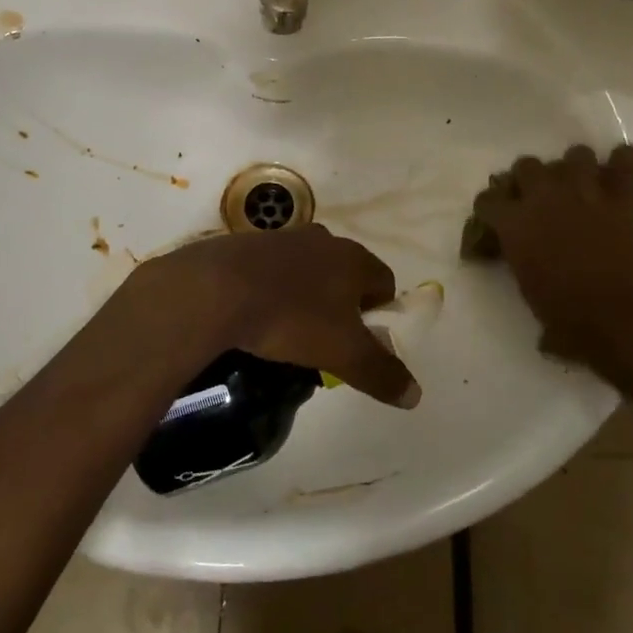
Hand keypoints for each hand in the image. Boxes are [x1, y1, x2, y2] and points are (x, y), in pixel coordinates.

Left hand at [119, 226, 419, 408]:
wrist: (217, 288)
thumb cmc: (292, 317)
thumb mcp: (344, 354)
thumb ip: (381, 372)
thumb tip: (415, 394)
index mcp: (353, 257)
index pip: (384, 281)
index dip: (380, 314)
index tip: (363, 342)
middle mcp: (323, 239)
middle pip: (346, 274)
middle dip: (343, 305)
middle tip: (327, 342)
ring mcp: (284, 238)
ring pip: (309, 270)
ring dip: (308, 296)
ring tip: (289, 332)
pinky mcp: (249, 244)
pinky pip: (275, 270)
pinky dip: (275, 290)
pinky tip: (258, 316)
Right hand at [471, 145, 632, 367]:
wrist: (623, 321)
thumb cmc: (570, 320)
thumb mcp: (530, 294)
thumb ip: (524, 269)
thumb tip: (530, 273)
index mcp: (515, 224)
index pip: (488, 200)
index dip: (491, 209)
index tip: (495, 220)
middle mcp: (544, 198)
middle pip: (527, 166)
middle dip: (529, 179)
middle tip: (538, 199)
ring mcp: (584, 193)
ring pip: (575, 154)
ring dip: (574, 168)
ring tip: (579, 184)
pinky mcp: (621, 199)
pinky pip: (625, 164)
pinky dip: (624, 162)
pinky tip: (622, 166)